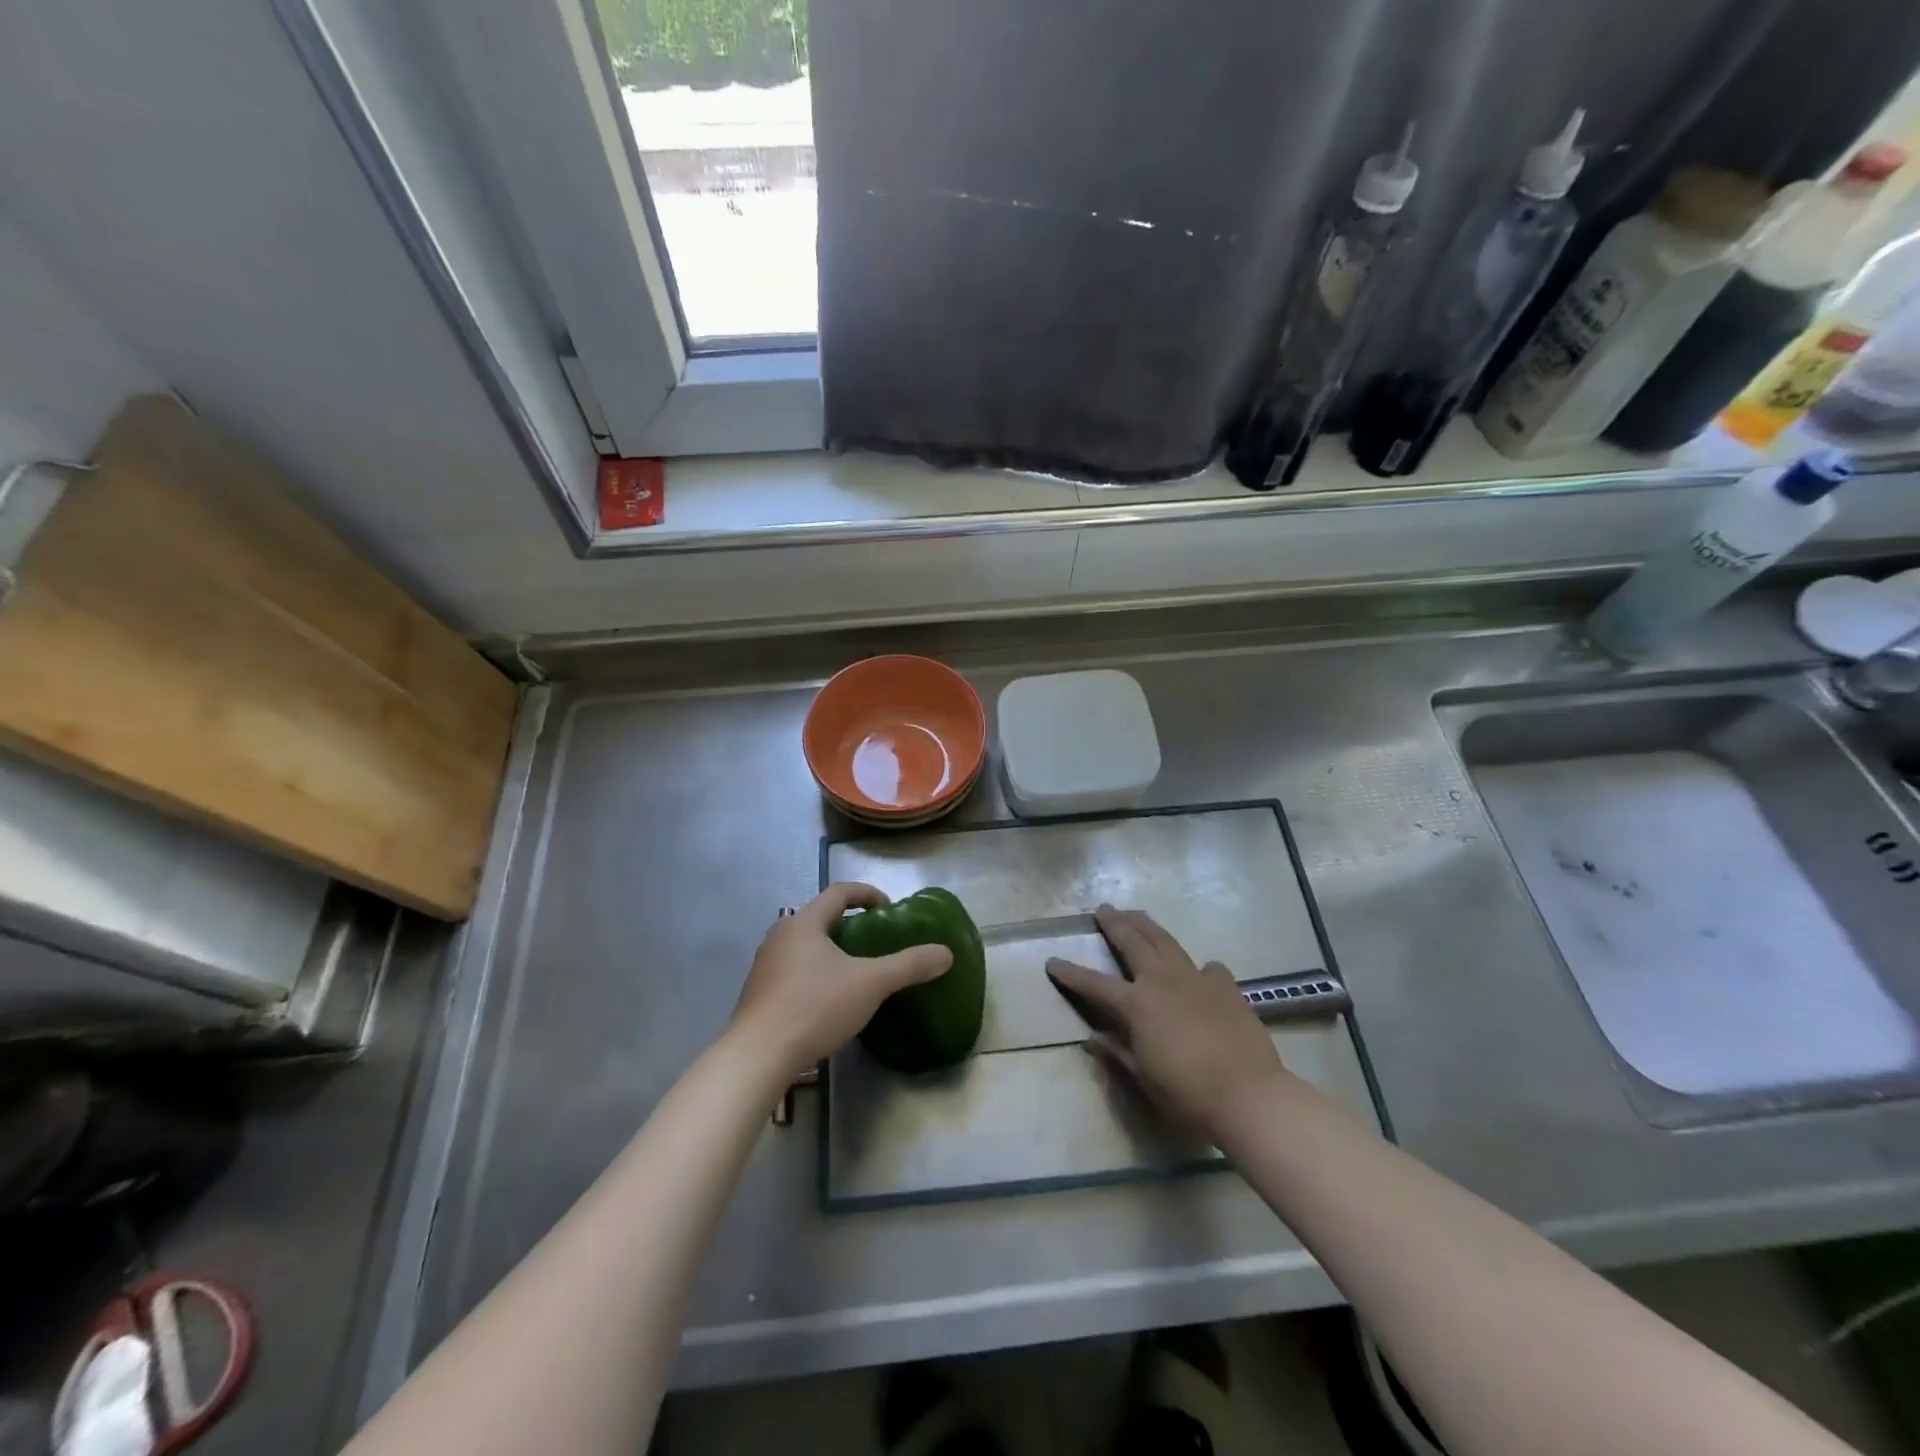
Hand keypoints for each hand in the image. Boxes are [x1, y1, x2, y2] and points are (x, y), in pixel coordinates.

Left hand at [732, 883, 952, 1082]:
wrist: (758, 1057)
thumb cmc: (815, 1007)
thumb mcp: (871, 984)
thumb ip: (909, 965)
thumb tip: (946, 953)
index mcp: (804, 922)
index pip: (839, 892)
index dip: (867, 893)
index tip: (888, 908)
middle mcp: (780, 935)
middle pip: (819, 917)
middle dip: (848, 924)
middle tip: (874, 941)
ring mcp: (764, 965)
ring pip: (803, 946)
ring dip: (829, 950)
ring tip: (854, 971)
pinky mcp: (758, 994)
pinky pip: (792, 971)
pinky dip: (813, 974)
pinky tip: (827, 1000)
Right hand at [1046, 907, 1287, 1140]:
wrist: (1248, 1095)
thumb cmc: (1187, 1094)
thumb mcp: (1144, 1078)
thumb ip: (1118, 1052)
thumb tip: (1093, 1037)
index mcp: (1137, 1004)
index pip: (1094, 984)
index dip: (1071, 973)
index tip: (1052, 961)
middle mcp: (1162, 981)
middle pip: (1133, 942)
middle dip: (1115, 924)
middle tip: (1103, 910)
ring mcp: (1196, 979)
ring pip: (1166, 941)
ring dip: (1148, 926)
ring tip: (1137, 915)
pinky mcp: (1226, 987)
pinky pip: (1207, 968)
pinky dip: (1197, 966)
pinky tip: (1199, 971)